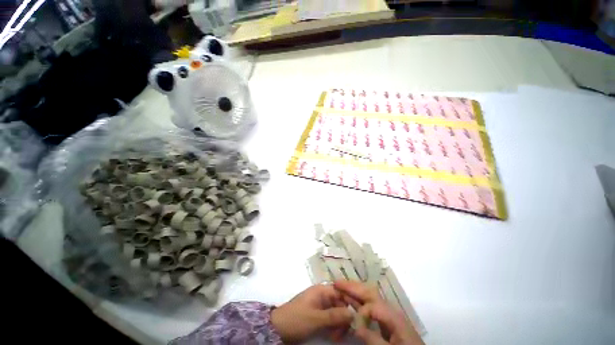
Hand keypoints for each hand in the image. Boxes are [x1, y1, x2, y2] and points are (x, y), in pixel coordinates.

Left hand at [271, 284, 353, 342]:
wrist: (277, 328)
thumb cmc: (296, 319)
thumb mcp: (315, 319)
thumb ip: (334, 316)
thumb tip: (353, 313)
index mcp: (321, 290)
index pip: (341, 291)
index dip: (351, 301)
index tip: (361, 313)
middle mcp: (322, 296)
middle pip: (340, 302)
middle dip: (346, 316)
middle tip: (350, 330)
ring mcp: (320, 306)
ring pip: (337, 312)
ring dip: (340, 323)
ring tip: (339, 336)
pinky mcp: (318, 315)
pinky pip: (331, 319)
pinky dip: (334, 327)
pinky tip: (335, 336)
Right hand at [334, 280, 423, 344]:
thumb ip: (373, 338)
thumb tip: (355, 326)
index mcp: (393, 316)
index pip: (372, 306)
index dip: (360, 313)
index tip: (353, 325)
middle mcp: (389, 308)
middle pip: (369, 292)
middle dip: (353, 287)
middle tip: (337, 283)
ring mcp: (388, 312)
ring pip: (369, 295)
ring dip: (354, 290)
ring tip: (340, 286)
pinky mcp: (385, 317)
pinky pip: (370, 303)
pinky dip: (358, 298)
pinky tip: (351, 298)